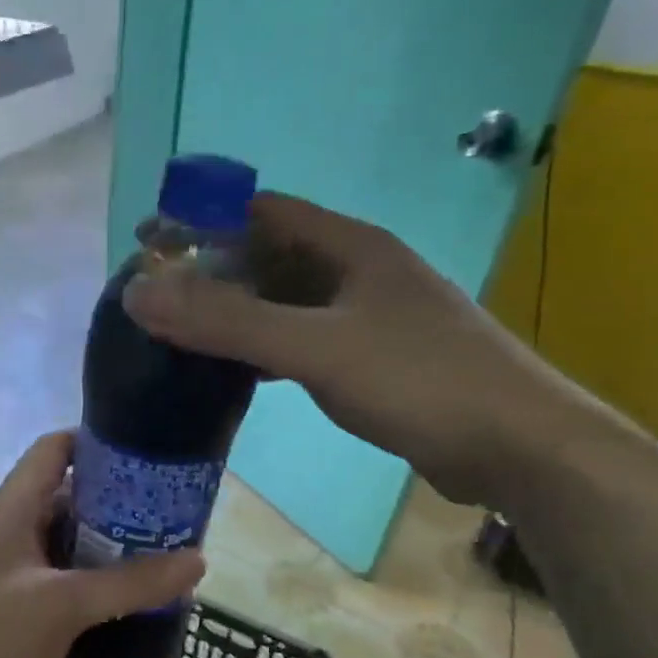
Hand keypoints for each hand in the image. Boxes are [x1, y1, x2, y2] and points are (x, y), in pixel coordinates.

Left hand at [0, 431, 203, 657]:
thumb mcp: (62, 605)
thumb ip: (129, 583)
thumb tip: (197, 559)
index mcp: (14, 507)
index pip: (56, 448)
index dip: (99, 441)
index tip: (149, 455)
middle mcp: (10, 528)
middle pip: (69, 497)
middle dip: (119, 506)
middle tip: (170, 519)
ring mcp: (8, 568)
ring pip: (67, 544)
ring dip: (108, 551)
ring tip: (160, 562)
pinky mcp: (9, 604)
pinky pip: (58, 581)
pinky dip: (90, 587)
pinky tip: (124, 607)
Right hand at [123, 192, 627, 510]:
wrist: (517, 446)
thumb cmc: (419, 381)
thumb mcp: (315, 347)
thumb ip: (228, 321)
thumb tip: (139, 293)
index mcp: (349, 246)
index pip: (261, 211)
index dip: (203, 219)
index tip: (148, 243)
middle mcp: (358, 272)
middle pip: (270, 257)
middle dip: (212, 271)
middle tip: (154, 299)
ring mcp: (368, 317)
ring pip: (286, 302)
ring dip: (237, 312)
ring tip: (181, 333)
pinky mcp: (373, 360)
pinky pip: (302, 340)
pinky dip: (264, 349)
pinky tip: (236, 370)